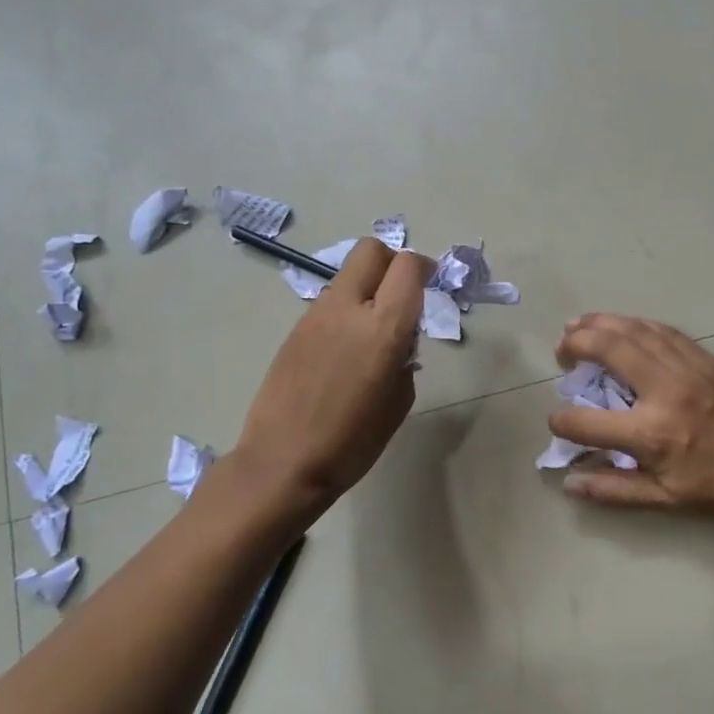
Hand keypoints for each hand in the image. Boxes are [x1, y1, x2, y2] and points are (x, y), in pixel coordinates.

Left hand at [227, 238, 429, 518]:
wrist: (283, 462)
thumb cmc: (352, 443)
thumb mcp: (398, 402)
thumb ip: (405, 360)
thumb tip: (400, 343)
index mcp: (383, 328)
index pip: (407, 266)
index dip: (424, 269)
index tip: (431, 287)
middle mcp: (348, 309)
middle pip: (371, 251)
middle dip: (392, 263)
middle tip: (402, 294)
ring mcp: (316, 316)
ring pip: (348, 276)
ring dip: (368, 288)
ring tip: (373, 331)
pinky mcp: (295, 330)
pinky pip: (329, 303)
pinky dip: (346, 311)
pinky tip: (346, 351)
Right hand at [548, 314, 713, 523]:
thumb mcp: (667, 500)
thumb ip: (614, 490)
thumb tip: (569, 482)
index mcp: (650, 433)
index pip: (586, 421)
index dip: (562, 421)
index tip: (557, 422)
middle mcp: (663, 390)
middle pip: (607, 350)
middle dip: (575, 344)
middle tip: (561, 350)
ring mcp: (686, 367)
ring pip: (634, 331)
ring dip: (600, 323)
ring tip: (577, 325)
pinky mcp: (704, 357)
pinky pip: (661, 330)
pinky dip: (634, 324)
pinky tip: (622, 325)